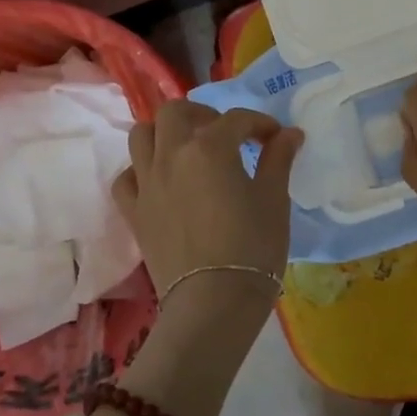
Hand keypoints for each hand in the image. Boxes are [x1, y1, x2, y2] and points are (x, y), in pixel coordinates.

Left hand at [113, 100, 302, 313]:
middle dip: (202, 114)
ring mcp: (147, 183)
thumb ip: (278, 159)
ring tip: (187, 149)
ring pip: (141, 135)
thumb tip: (289, 134)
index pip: (237, 119)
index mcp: (210, 147)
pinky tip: (160, 182)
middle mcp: (171, 155)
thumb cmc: (252, 248)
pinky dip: (141, 171)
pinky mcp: (134, 212)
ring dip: (164, 133)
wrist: (213, 303)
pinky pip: (127, 178)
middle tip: (224, 133)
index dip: (260, 124)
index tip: (276, 138)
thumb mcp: (274, 200)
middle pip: (176, 112)